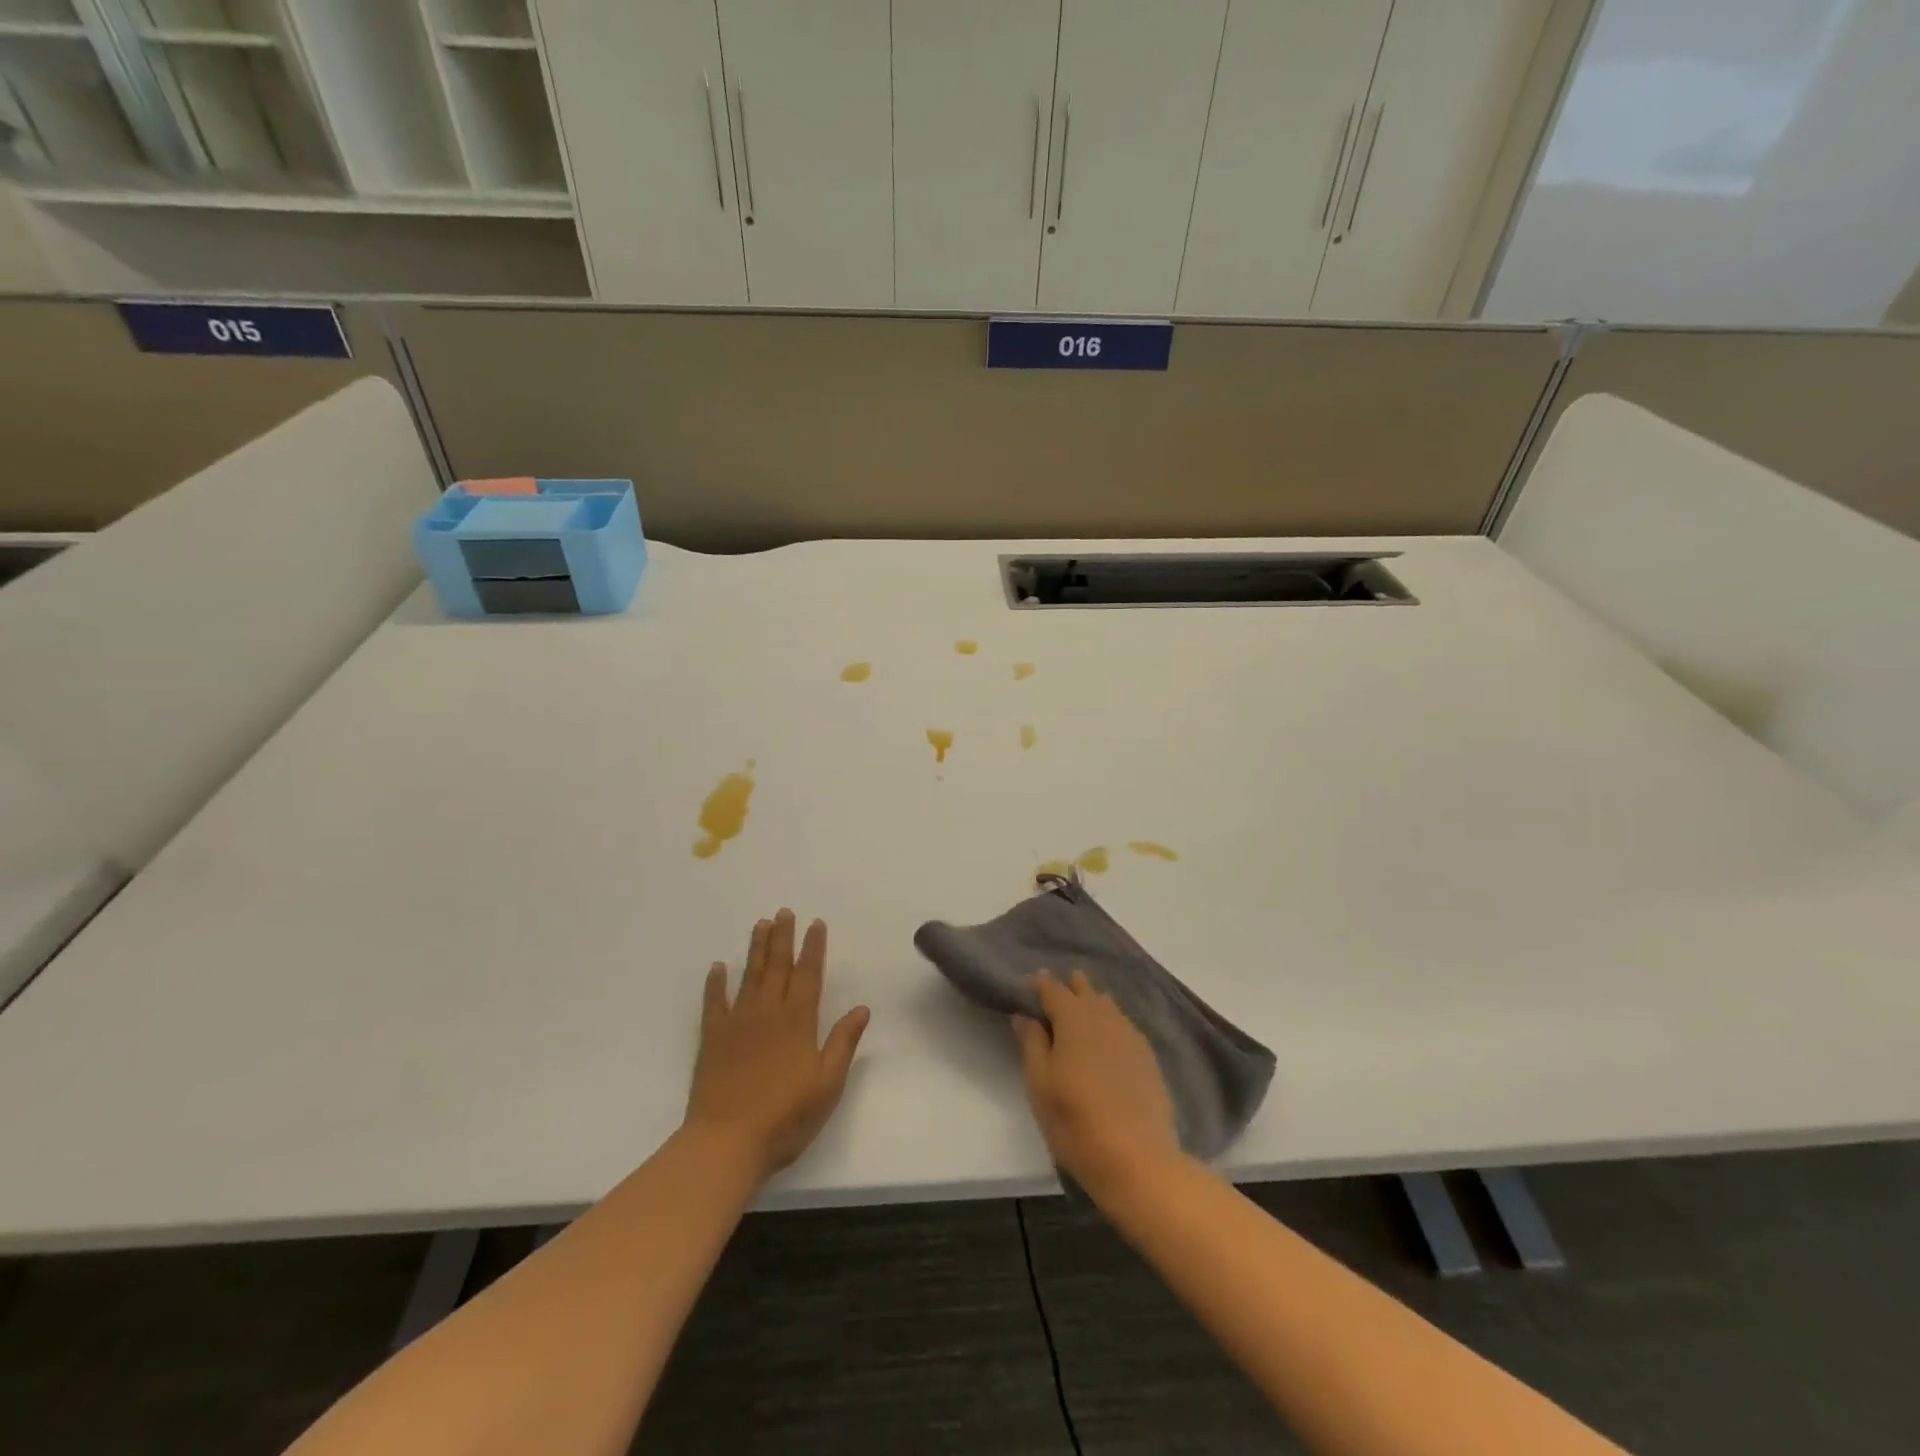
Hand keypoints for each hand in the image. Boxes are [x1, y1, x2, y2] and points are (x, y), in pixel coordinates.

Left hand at [685, 909, 870, 1181]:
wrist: (727, 1142)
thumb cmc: (785, 1117)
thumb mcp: (828, 1084)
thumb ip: (843, 1043)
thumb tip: (862, 1008)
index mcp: (798, 1021)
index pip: (809, 975)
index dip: (813, 948)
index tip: (815, 924)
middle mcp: (768, 1012)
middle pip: (777, 967)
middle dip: (783, 937)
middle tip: (785, 911)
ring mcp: (738, 1023)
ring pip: (749, 976)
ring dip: (756, 949)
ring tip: (761, 924)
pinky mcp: (712, 1039)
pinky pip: (714, 1002)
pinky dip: (716, 983)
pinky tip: (718, 967)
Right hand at [1013, 970, 1179, 1194]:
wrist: (1138, 1161)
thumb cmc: (1076, 1122)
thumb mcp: (1040, 1085)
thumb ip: (1031, 1043)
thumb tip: (1023, 1014)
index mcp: (1073, 1018)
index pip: (1052, 988)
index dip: (1038, 984)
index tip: (1025, 988)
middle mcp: (1103, 1017)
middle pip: (1084, 990)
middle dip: (1068, 988)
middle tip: (1052, 998)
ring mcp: (1130, 1034)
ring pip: (1106, 1005)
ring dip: (1090, 1002)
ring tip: (1078, 1014)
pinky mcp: (1147, 1055)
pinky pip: (1123, 1024)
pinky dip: (1109, 1022)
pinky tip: (1105, 1039)